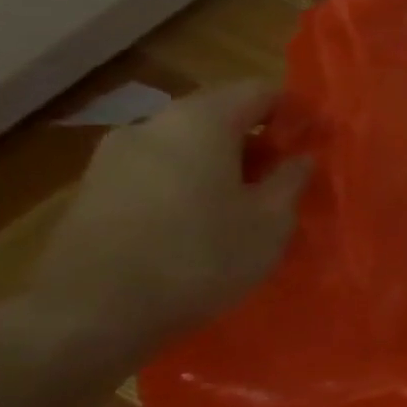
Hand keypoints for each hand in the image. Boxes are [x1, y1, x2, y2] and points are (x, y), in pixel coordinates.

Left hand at [30, 83, 311, 347]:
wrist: (90, 315)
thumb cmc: (200, 257)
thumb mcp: (270, 221)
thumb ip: (291, 179)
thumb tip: (301, 157)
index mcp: (200, 122)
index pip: (258, 91)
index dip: (294, 112)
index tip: (317, 142)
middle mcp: (152, 126)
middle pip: (218, 115)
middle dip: (257, 139)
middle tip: (287, 176)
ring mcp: (113, 158)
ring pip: (186, 145)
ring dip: (222, 163)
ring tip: (248, 202)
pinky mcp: (93, 191)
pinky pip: (159, 171)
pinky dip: (189, 183)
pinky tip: (204, 222)